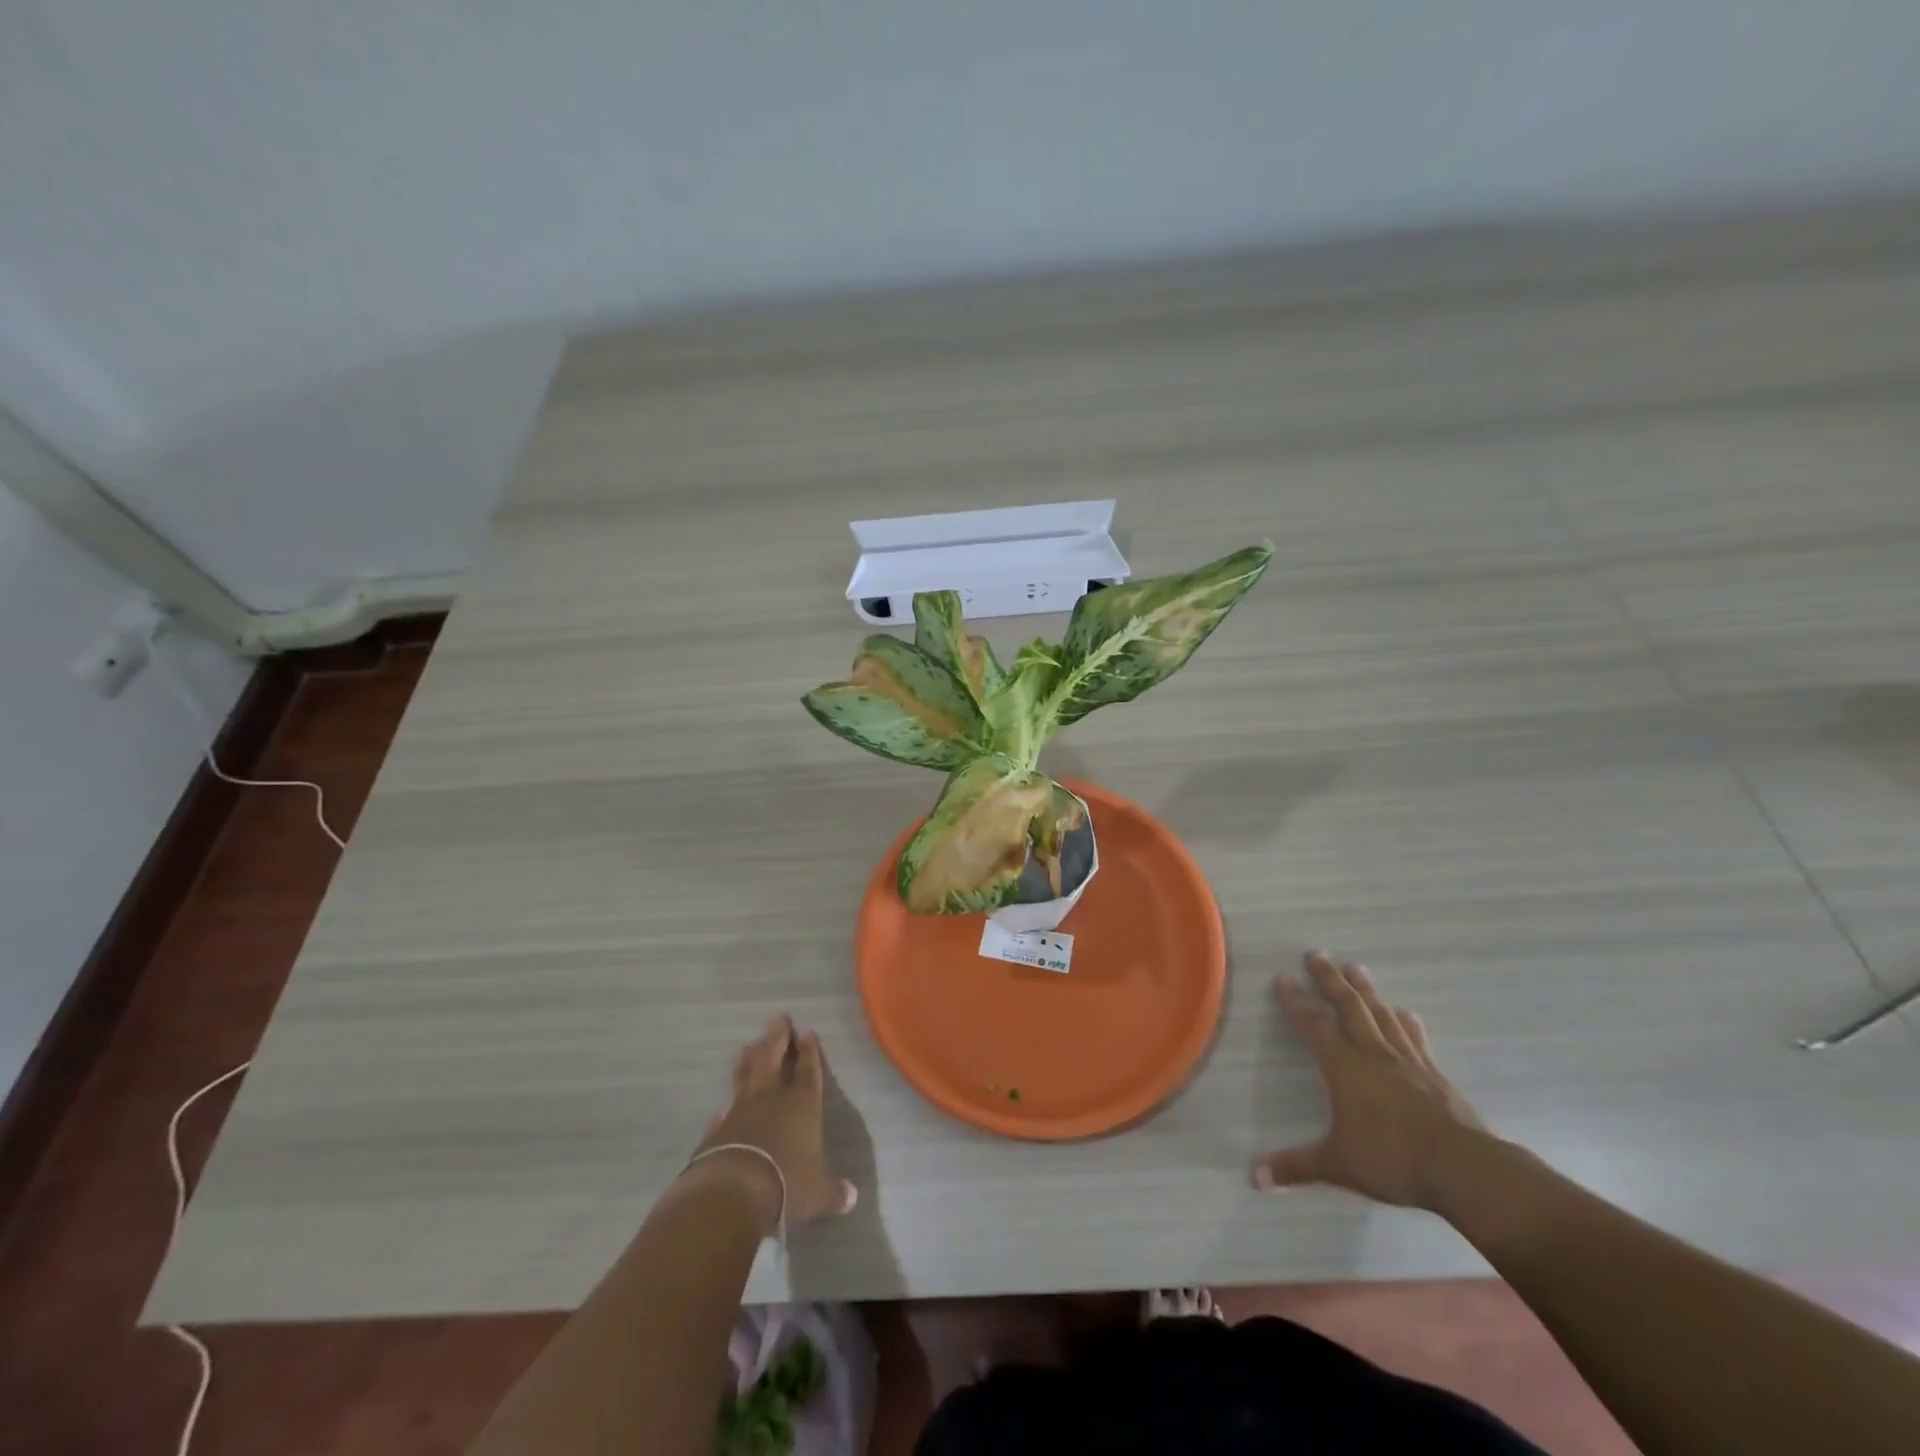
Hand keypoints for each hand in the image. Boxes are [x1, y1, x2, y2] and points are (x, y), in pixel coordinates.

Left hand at [687, 1014, 857, 1233]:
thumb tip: (851, 1198)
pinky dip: (724, 1107)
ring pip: (746, 1078)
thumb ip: (833, 1192)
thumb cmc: (787, 1184)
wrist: (733, 1192)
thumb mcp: (817, 1193)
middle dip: (777, 1038)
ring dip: (748, 1061)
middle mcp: (772, 1100)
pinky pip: (723, 1113)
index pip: (809, 1071)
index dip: (809, 1052)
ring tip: (747, 1045)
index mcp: (803, 1106)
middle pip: (774, 1060)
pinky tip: (721, 1106)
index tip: (807, 1032)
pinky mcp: (717, 1132)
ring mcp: (741, 1112)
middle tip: (777, 1018)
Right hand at [1254, 951, 1487, 1209]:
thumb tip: (1254, 1178)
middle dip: (1330, 979)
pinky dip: (1408, 1023)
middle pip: (1348, 1006)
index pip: (1313, 1025)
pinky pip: (1416, 1039)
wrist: (1463, 1169)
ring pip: (1381, 1015)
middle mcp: (1373, 1054)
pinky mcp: (1435, 1075)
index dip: (1296, 1001)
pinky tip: (1407, 1013)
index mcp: (1343, 1067)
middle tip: (1318, 953)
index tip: (1283, 976)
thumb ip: (1296, 1166)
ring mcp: (1408, 1061)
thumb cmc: (1392, 1160)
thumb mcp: (1337, 1165)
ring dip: (1367, 990)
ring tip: (1357, 967)